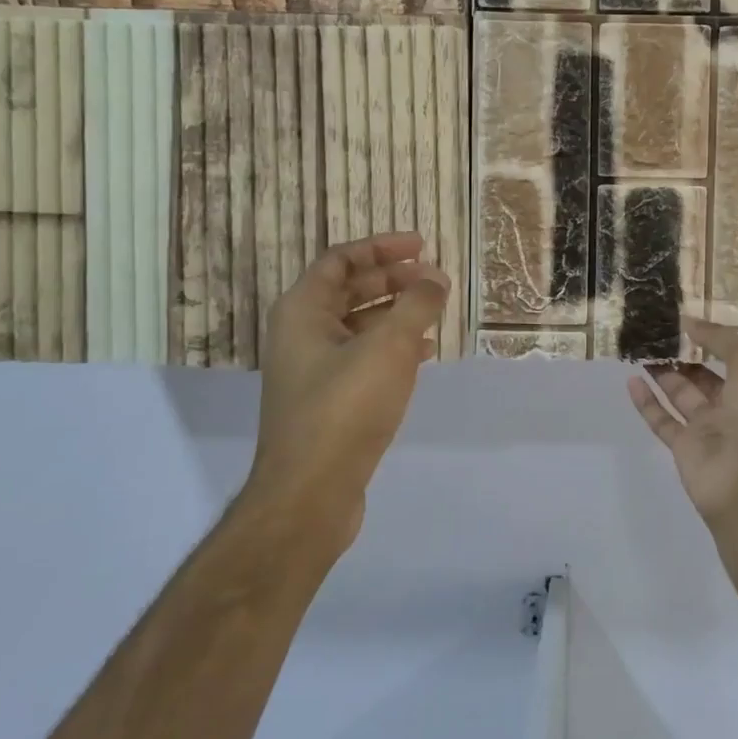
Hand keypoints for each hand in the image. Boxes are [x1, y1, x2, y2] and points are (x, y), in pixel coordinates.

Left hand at [244, 232, 447, 547]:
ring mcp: (314, 370)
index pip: (341, 260)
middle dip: (393, 280)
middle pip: (349, 290)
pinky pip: (364, 357)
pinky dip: (394, 347)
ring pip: (359, 326)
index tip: (422, 246)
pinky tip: (425, 354)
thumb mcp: (389, 347)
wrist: (311, 492)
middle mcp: (301, 335)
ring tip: (436, 311)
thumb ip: (416, 305)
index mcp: (302, 311)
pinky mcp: (329, 401)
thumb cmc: (345, 407)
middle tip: (434, 279)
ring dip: (397, 313)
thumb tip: (436, 279)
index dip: (381, 247)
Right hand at [627, 317, 737, 523]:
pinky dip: (646, 402)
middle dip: (684, 357)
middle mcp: (737, 407)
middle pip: (705, 376)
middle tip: (657, 335)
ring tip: (641, 350)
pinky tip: (631, 380)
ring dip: (663, 374)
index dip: (714, 341)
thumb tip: (689, 323)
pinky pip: (662, 419)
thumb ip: (720, 338)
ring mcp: (710, 429)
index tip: (687, 324)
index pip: (736, 359)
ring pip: (681, 395)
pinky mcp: (685, 448)